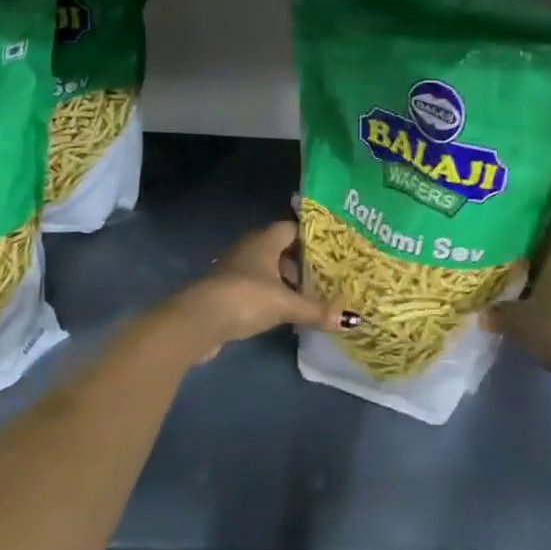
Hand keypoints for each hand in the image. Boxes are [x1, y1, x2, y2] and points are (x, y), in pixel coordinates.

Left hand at [159, 221, 358, 363]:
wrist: (197, 321)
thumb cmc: (245, 298)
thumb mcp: (285, 304)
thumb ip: (317, 310)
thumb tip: (353, 319)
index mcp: (264, 240)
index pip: (292, 228)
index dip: (311, 237)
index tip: (332, 250)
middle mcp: (249, 248)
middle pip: (281, 249)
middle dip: (302, 263)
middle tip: (327, 276)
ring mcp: (235, 270)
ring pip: (268, 270)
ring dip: (286, 282)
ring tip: (310, 297)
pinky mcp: (226, 292)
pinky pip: (256, 287)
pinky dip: (271, 296)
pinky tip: (284, 312)